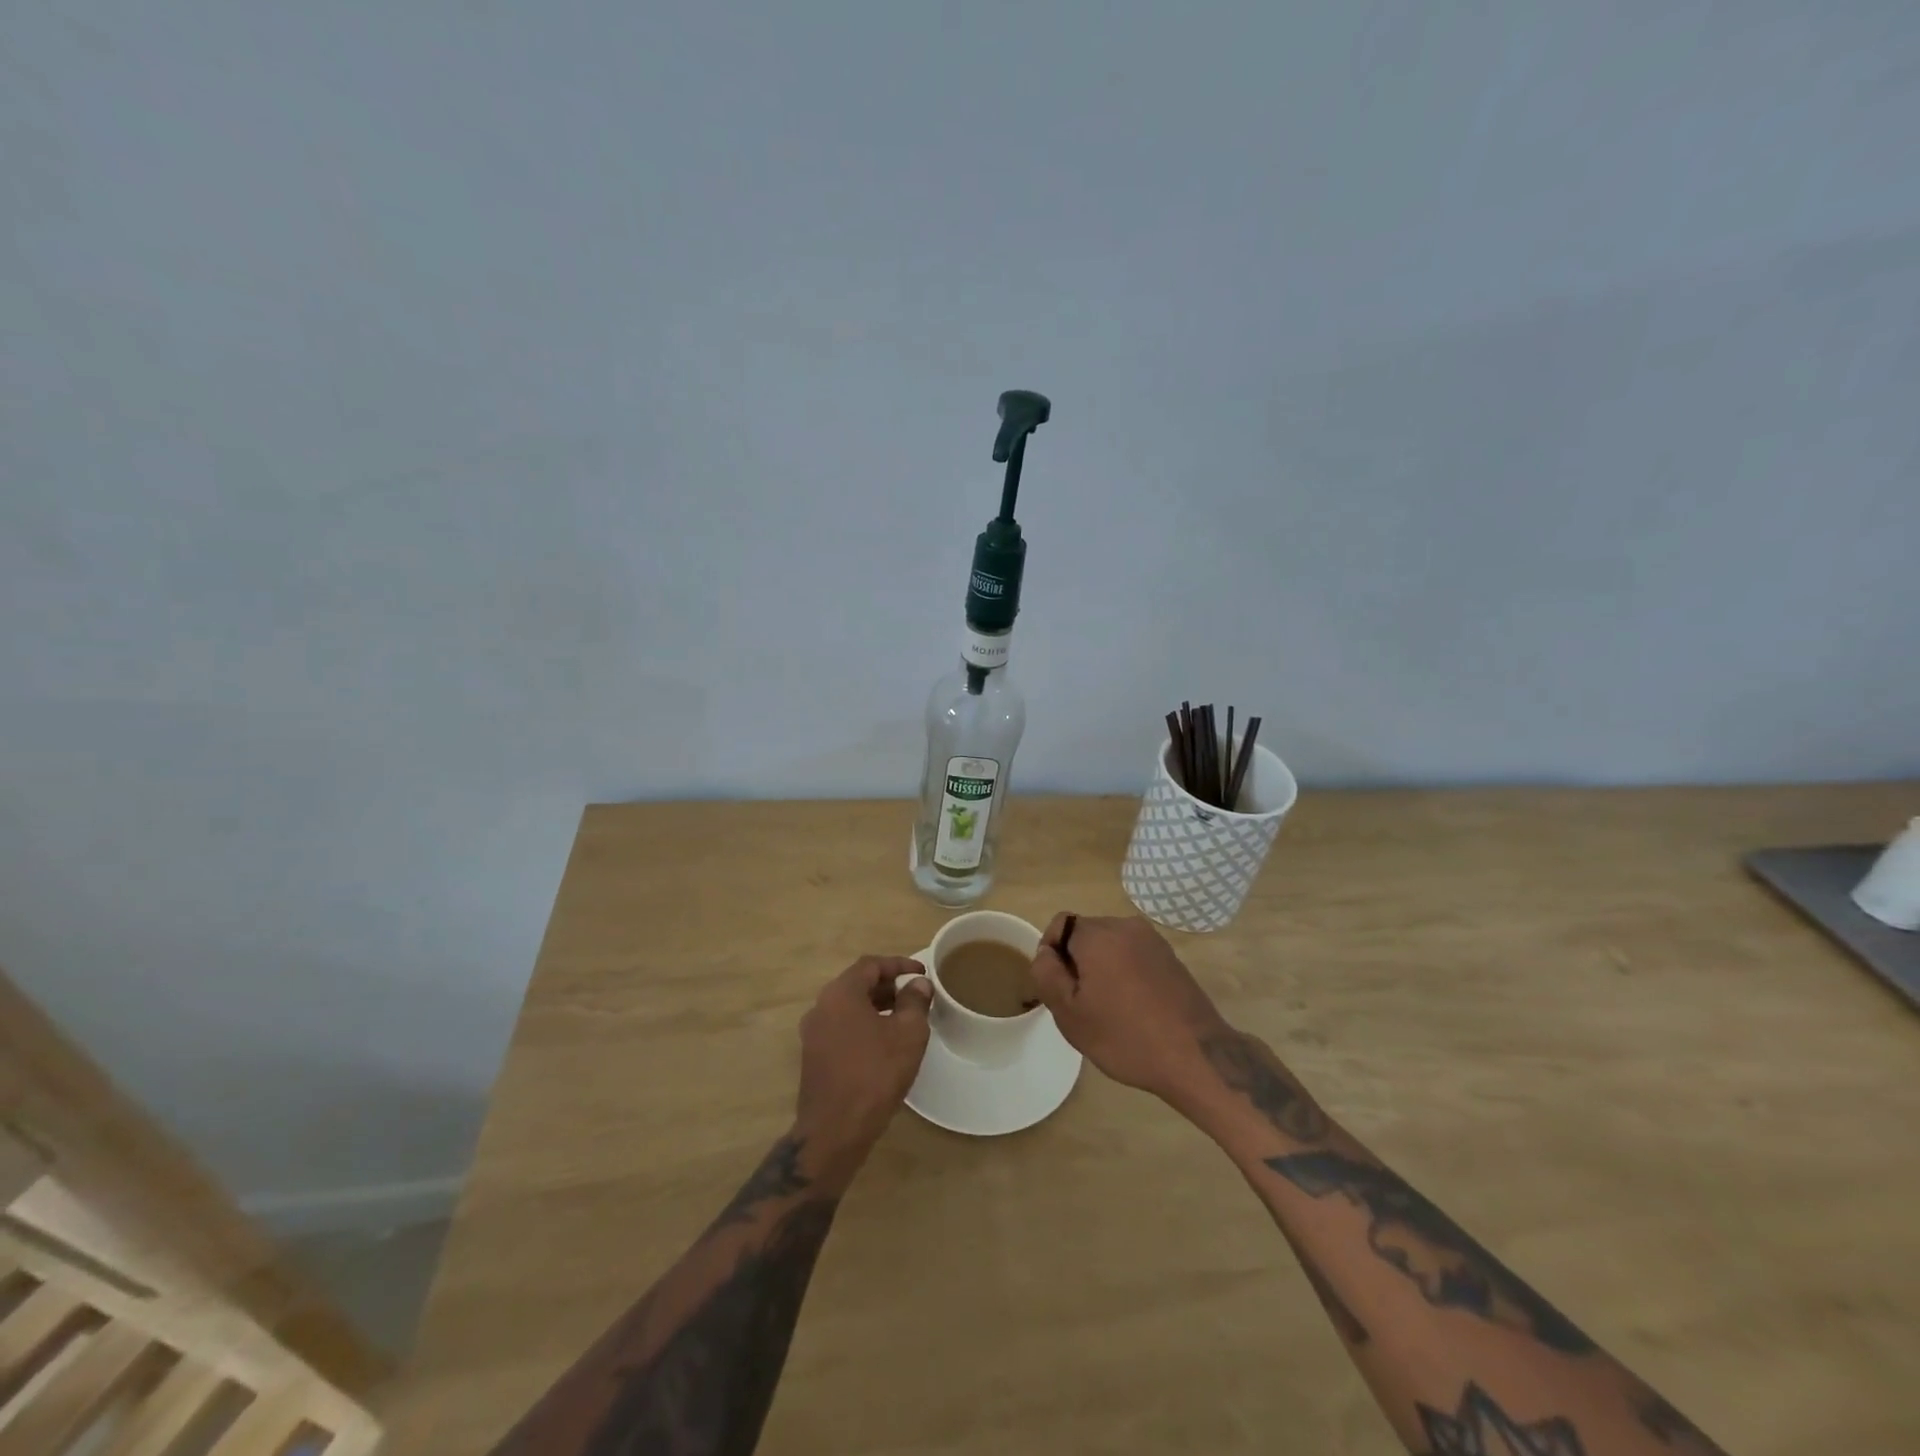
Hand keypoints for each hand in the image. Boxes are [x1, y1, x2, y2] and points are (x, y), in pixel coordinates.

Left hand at [794, 956, 931, 1181]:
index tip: (922, 973)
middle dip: (888, 986)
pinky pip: (842, 1028)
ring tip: (904, 1019)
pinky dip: (864, 1025)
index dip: (899, 965)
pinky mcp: (813, 1057)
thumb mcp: (908, 1034)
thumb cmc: (875, 1074)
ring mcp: (813, 1033)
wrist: (834, 1131)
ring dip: (876, 1006)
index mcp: (840, 994)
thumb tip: (917, 985)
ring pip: (849, 1007)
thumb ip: (915, 1002)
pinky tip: (884, 1044)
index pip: (871, 965)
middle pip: (857, 984)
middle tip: (915, 995)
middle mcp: (821, 1007)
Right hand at [1029, 914, 1228, 1105]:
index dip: (1051, 954)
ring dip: (1102, 968)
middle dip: (1077, 962)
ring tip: (1109, 1009)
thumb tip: (1046, 952)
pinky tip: (1134, 1008)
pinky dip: (1126, 973)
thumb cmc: (1125, 1036)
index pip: (1060, 925)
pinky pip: (1134, 956)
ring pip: (1111, 946)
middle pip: (1086, 934)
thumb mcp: (1069, 1013)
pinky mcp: (1171, 957)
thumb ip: (1046, 974)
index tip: (1058, 988)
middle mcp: (1126, 926)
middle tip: (1081, 1004)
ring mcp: (1153, 940)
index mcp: (1098, 934)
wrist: (1196, 1057)